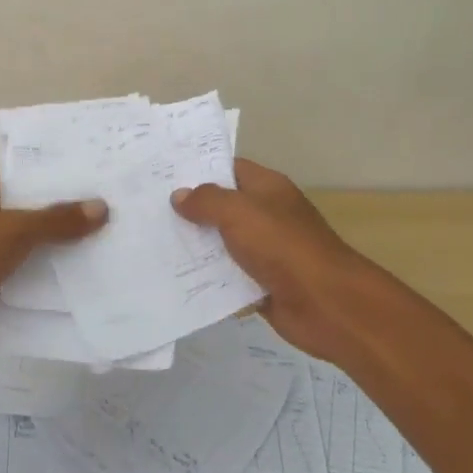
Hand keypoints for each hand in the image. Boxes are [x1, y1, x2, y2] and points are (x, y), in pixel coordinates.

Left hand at [0, 173, 106, 356]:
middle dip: (69, 221)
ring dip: (60, 256)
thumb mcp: (15, 230)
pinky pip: (25, 281)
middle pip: (34, 216)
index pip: (30, 180)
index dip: (63, 182)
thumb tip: (102, 207)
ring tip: (111, 251)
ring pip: (32, 251)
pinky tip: (83, 287)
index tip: (102, 184)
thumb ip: (58, 220)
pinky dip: (46, 285)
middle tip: (118, 219)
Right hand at [171, 159, 384, 363]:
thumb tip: (179, 195)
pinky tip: (174, 278)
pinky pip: (227, 277)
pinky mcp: (260, 284)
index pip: (229, 169)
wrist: (325, 304)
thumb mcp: (239, 213)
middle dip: (188, 210)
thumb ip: (207, 201)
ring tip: (152, 243)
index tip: (162, 174)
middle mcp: (266, 216)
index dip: (198, 169)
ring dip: (194, 247)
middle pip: (221, 207)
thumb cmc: (283, 247)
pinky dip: (207, 279)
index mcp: (267, 189)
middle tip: (147, 210)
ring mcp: (264, 251)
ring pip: (221, 244)